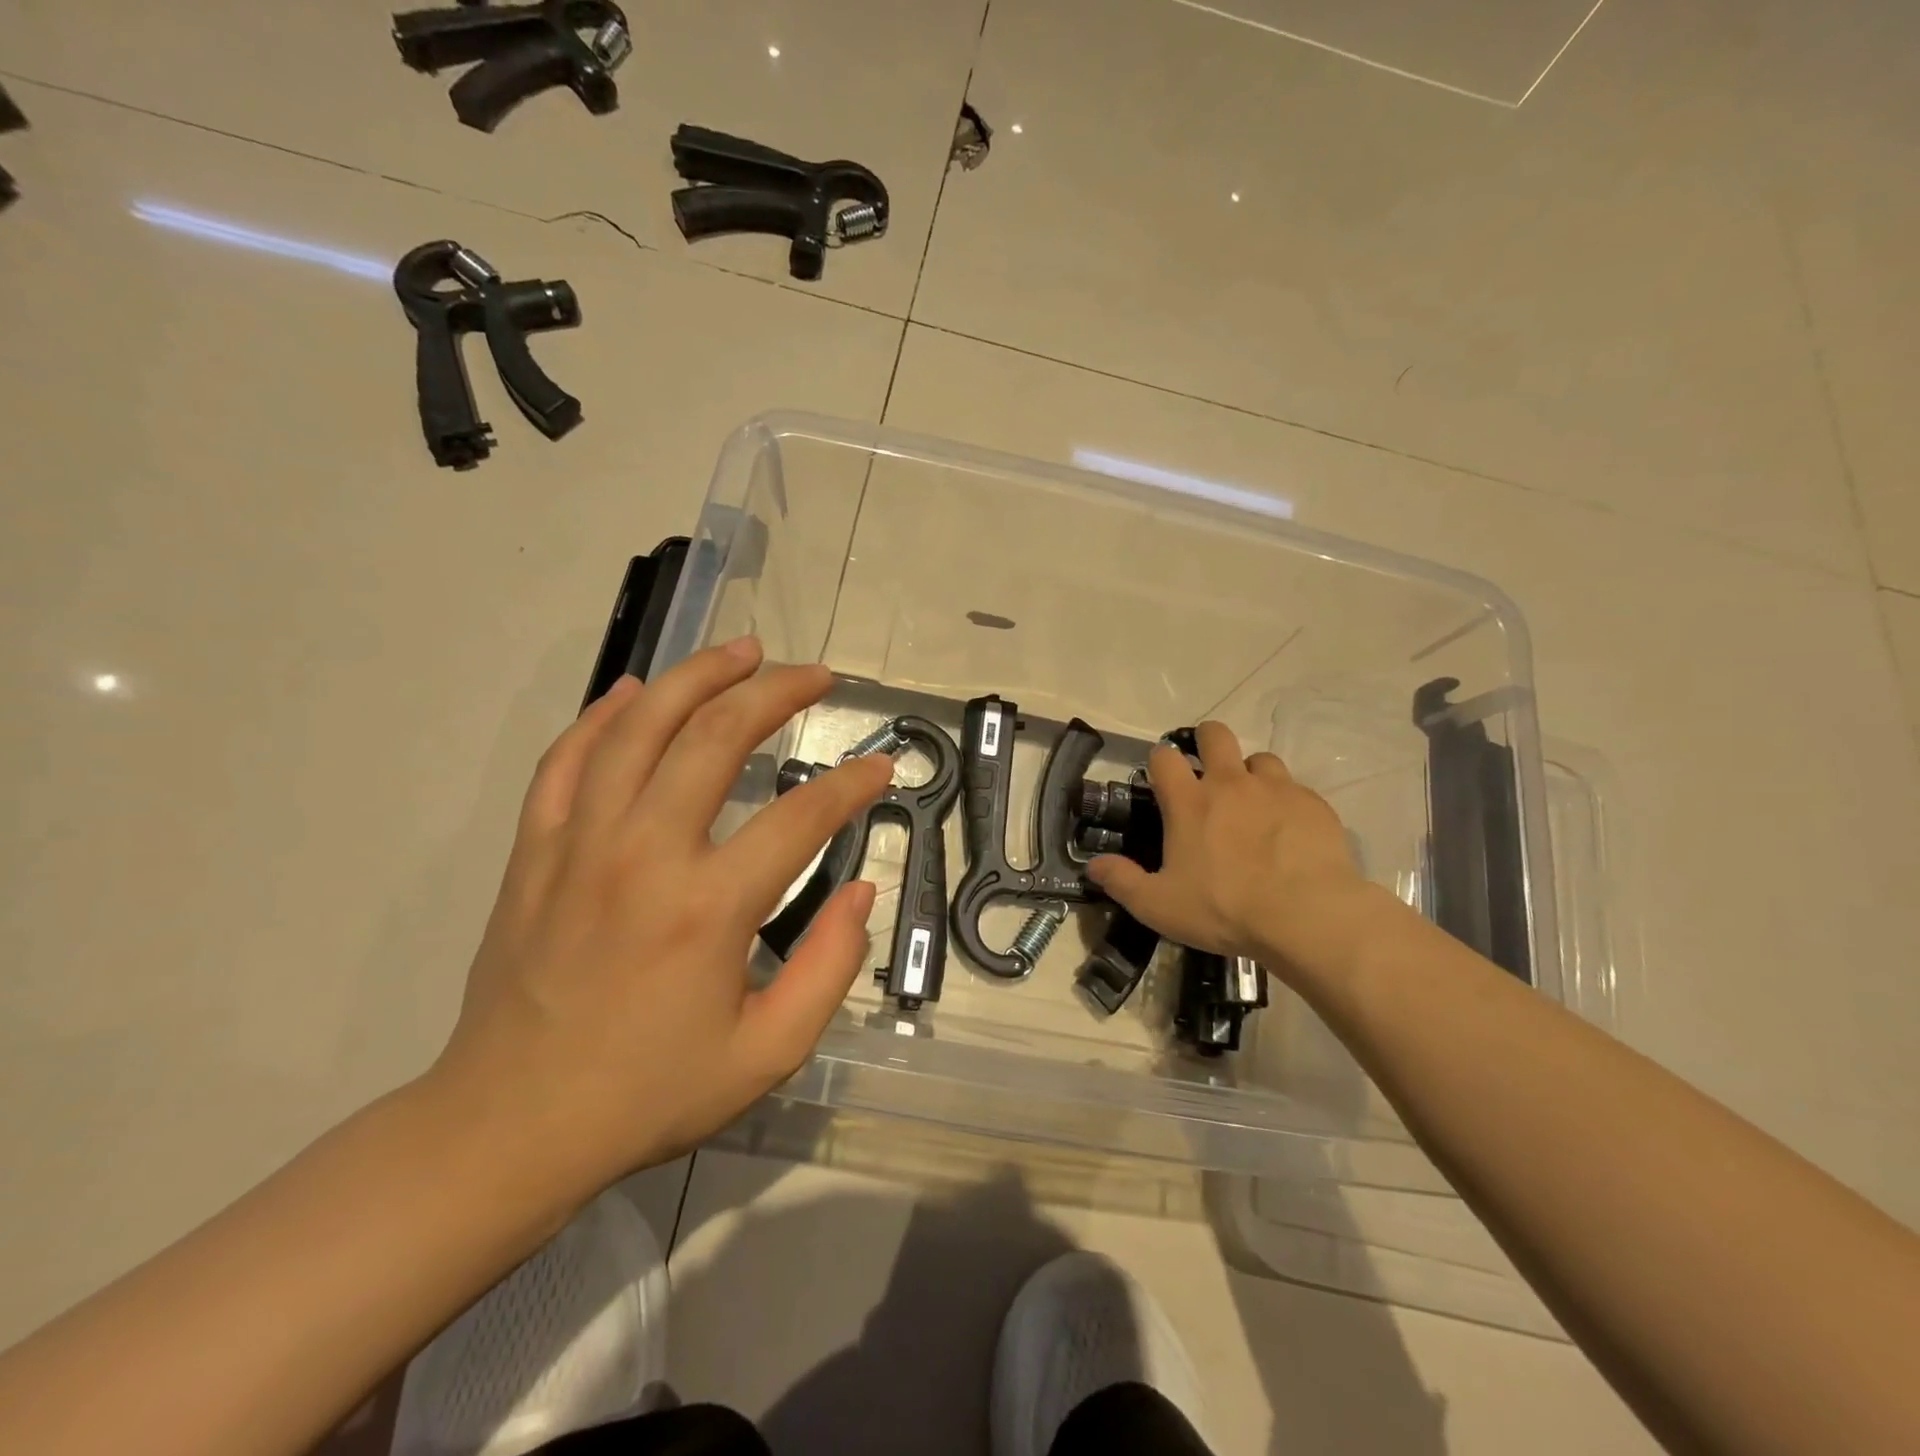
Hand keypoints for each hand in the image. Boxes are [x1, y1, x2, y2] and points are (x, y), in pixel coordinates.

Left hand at [428, 638, 891, 1203]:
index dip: (852, 783)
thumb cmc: (648, 1094)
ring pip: (640, 726)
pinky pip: (568, 759)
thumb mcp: (767, 1053)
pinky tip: (633, 690)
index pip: (801, 815)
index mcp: (709, 906)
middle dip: (777, 693)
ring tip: (742, 650)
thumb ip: (830, 967)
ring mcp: (580, 843)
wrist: (508, 1128)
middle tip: (816, 675)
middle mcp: (644, 853)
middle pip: (716, 737)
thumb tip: (861, 890)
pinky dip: (603, 715)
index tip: (882, 766)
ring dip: (697, 676)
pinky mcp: (536, 850)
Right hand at [1086, 721, 1384, 980]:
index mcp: (1189, 802)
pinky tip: (1288, 831)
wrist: (1306, 916)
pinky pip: (1295, 789)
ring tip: (1253, 805)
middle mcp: (1230, 783)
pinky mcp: (1312, 804)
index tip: (1163, 780)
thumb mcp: (1159, 906)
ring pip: (1260, 758)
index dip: (1160, 761)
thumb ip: (1122, 882)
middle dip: (1207, 743)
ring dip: (1251, 774)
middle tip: (1208, 774)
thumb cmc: (1224, 909)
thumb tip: (1093, 865)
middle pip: (1215, 734)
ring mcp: (1275, 789)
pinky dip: (1286, 802)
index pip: (1165, 756)